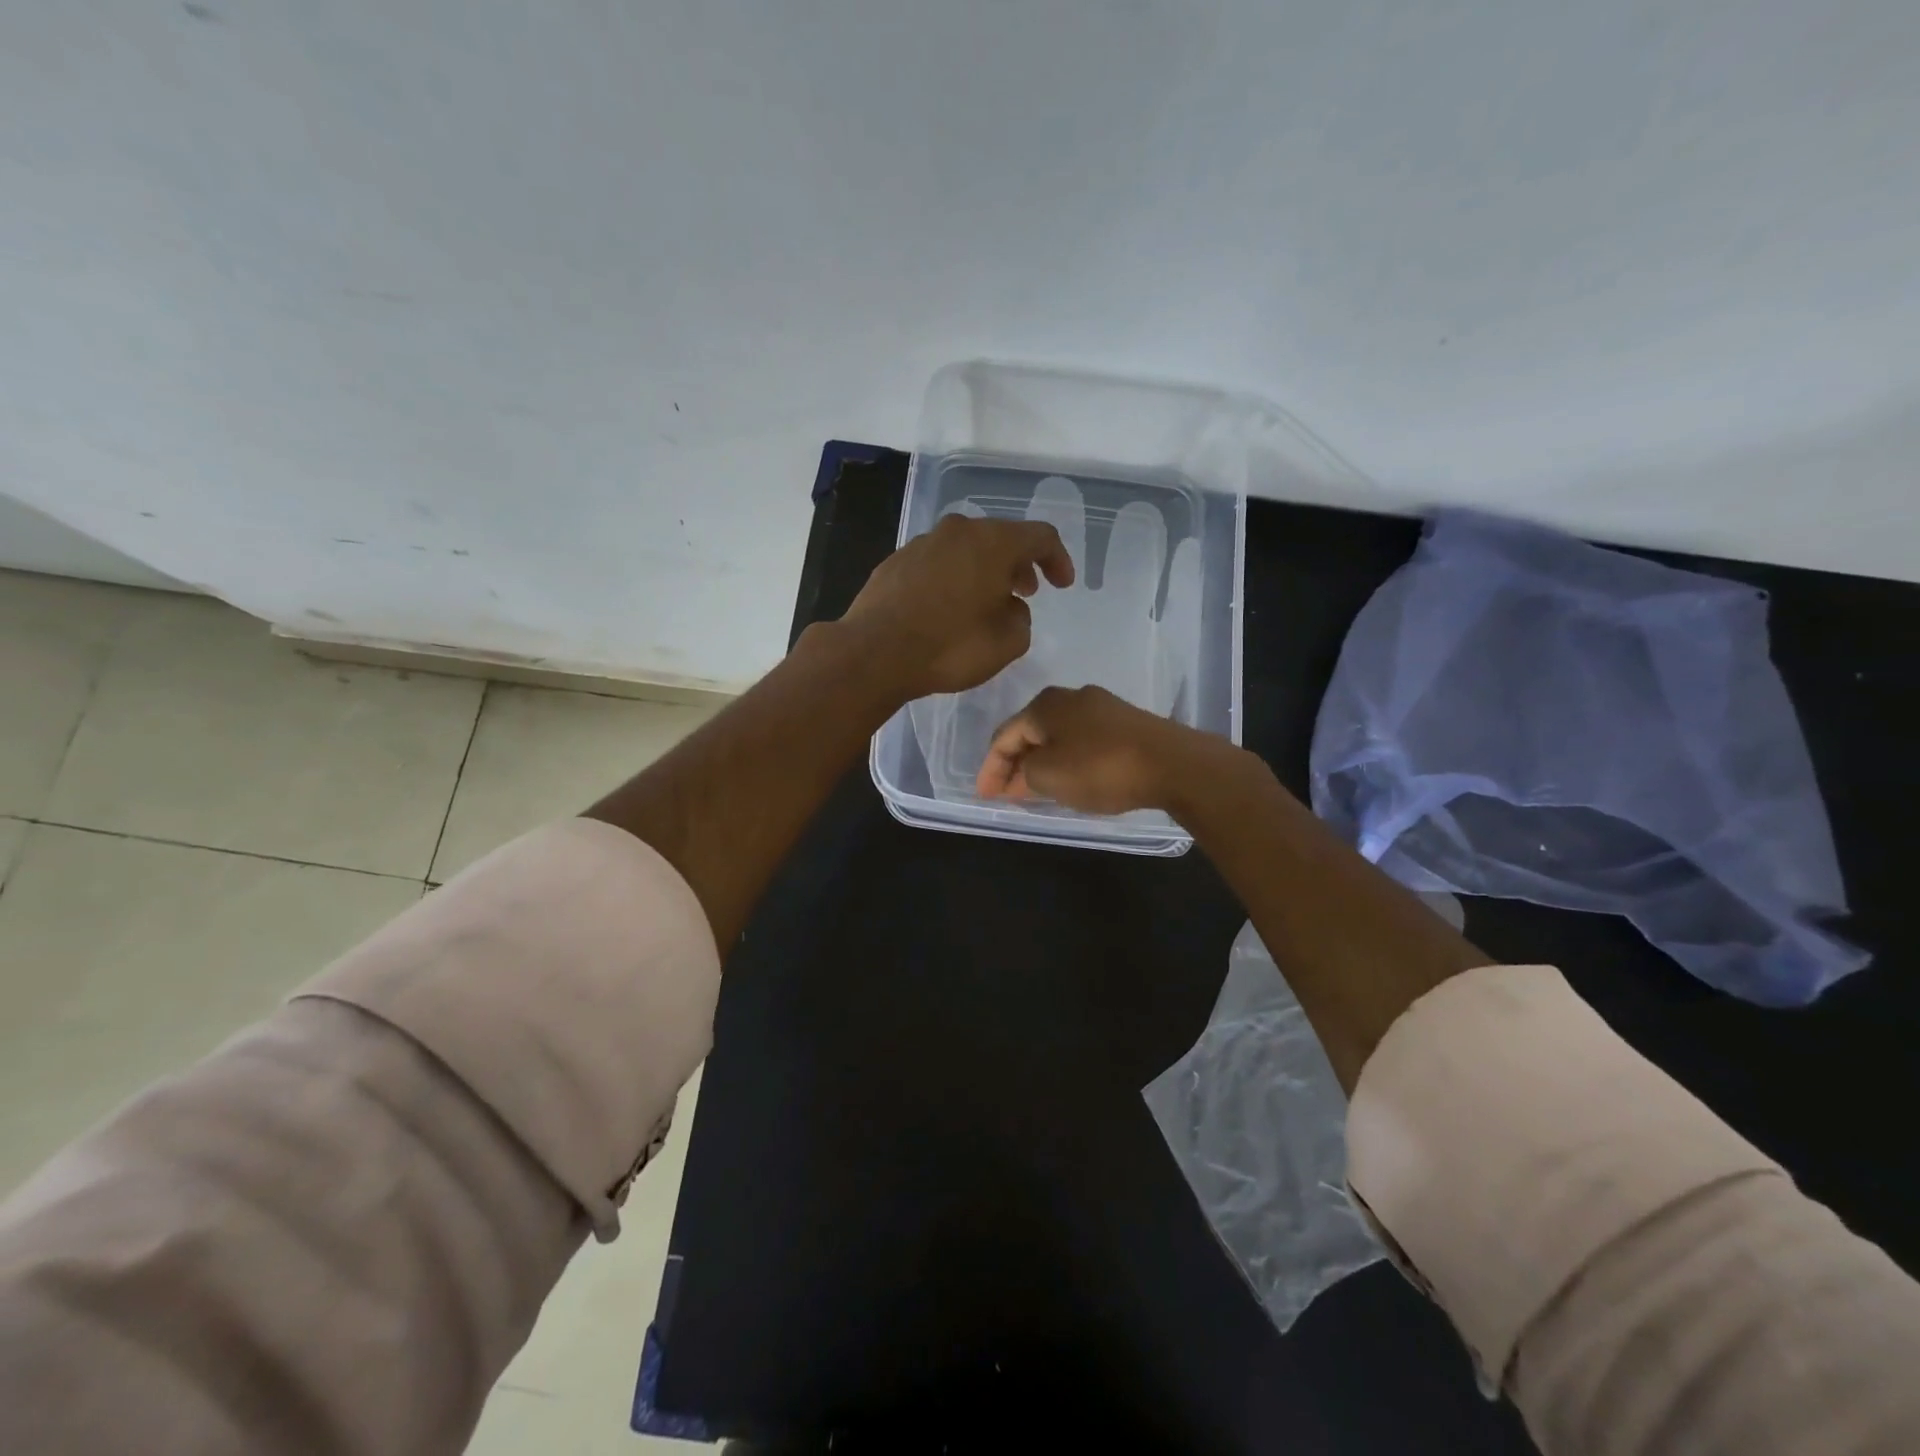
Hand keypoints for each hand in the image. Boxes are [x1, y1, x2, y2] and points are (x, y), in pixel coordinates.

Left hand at [839, 513, 1074, 699]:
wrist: (874, 652)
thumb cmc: (949, 647)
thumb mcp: (1006, 643)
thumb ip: (1020, 619)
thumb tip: (1010, 608)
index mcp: (993, 542)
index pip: (1040, 536)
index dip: (1057, 559)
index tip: (1062, 585)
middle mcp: (958, 531)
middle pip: (1000, 537)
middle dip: (1019, 563)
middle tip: (1026, 591)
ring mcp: (922, 543)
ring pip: (966, 548)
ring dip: (984, 570)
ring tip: (987, 600)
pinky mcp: (896, 561)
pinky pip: (937, 562)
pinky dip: (953, 577)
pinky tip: (948, 607)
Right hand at [975, 684, 1231, 814]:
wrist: (1172, 764)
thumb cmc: (1100, 768)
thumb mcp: (1047, 776)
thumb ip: (1024, 773)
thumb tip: (1022, 772)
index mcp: (1045, 704)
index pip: (1004, 736)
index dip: (990, 768)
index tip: (985, 796)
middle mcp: (1071, 697)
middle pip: (1031, 732)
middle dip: (1015, 763)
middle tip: (1006, 793)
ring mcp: (1102, 708)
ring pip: (1059, 737)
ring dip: (1042, 763)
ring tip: (1035, 790)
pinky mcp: (1127, 724)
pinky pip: (1083, 741)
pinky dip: (1068, 761)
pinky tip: (1071, 779)